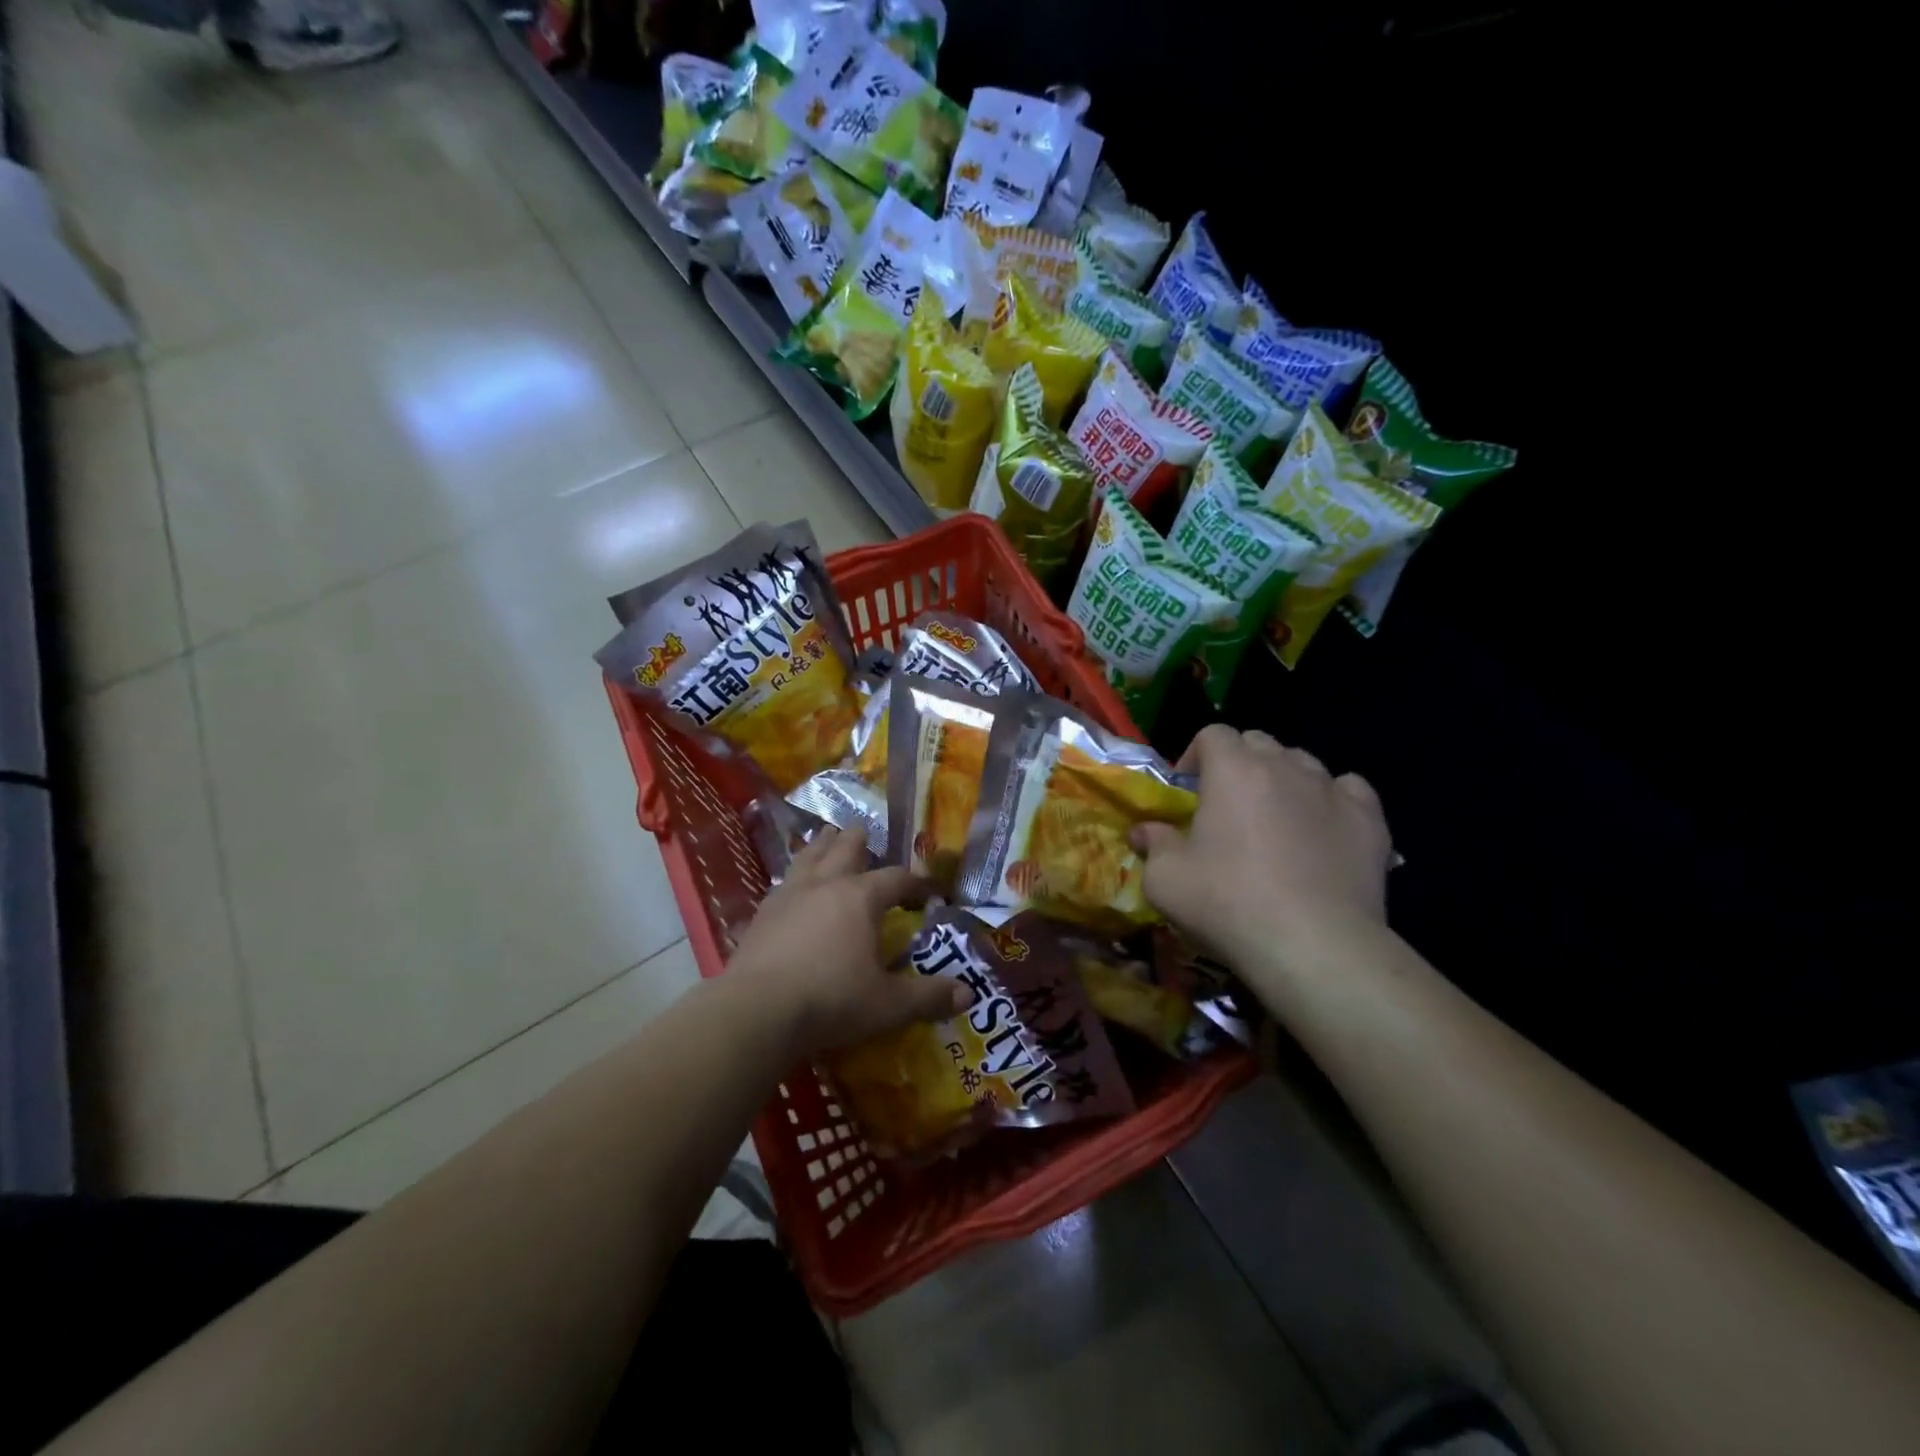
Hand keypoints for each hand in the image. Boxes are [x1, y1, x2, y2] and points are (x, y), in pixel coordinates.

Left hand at [726, 829, 966, 1056]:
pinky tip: (790, 888)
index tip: (930, 889)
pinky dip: (793, 878)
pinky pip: (782, 884)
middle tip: (865, 834)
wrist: (757, 1010)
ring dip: (821, 846)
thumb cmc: (831, 999)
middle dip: (859, 841)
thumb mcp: (888, 1005)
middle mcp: (826, 884)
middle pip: (845, 848)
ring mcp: (789, 895)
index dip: (917, 881)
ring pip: (809, 856)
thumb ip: (927, 997)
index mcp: (861, 897)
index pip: (896, 878)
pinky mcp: (762, 913)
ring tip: (826, 837)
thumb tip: (967, 996)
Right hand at [1132, 725, 1393, 978]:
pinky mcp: (1368, 820)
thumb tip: (1143, 832)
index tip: (1187, 789)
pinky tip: (1323, 826)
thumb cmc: (1228, 904)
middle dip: (1239, 763)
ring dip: (1283, 779)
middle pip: (1258, 742)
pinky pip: (1348, 789)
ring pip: (1302, 763)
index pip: (1213, 734)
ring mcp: (1331, 790)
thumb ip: (1153, 845)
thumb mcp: (1166, 880)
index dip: (1196, 755)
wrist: (1314, 945)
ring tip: (1275, 817)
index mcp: (1233, 770)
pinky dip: (1331, 799)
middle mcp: (1284, 767)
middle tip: (1227, 804)